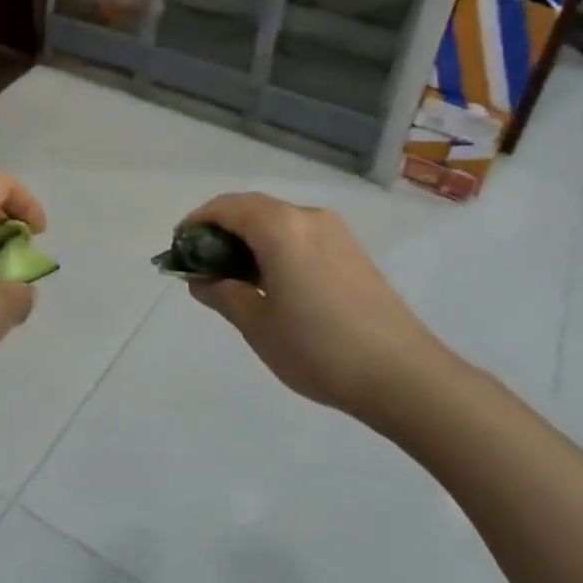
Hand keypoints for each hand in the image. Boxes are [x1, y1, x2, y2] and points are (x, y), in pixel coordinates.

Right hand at [183, 193, 449, 420]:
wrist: (403, 376)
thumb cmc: (318, 348)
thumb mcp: (257, 324)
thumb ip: (223, 293)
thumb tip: (201, 279)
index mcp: (281, 227)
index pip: (227, 207)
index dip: (197, 222)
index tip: (179, 249)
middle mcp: (309, 217)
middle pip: (253, 209)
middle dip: (222, 230)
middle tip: (202, 265)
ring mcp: (336, 233)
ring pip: (279, 222)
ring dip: (250, 239)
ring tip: (234, 278)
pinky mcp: (353, 252)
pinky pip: (302, 236)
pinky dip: (276, 247)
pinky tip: (272, 283)